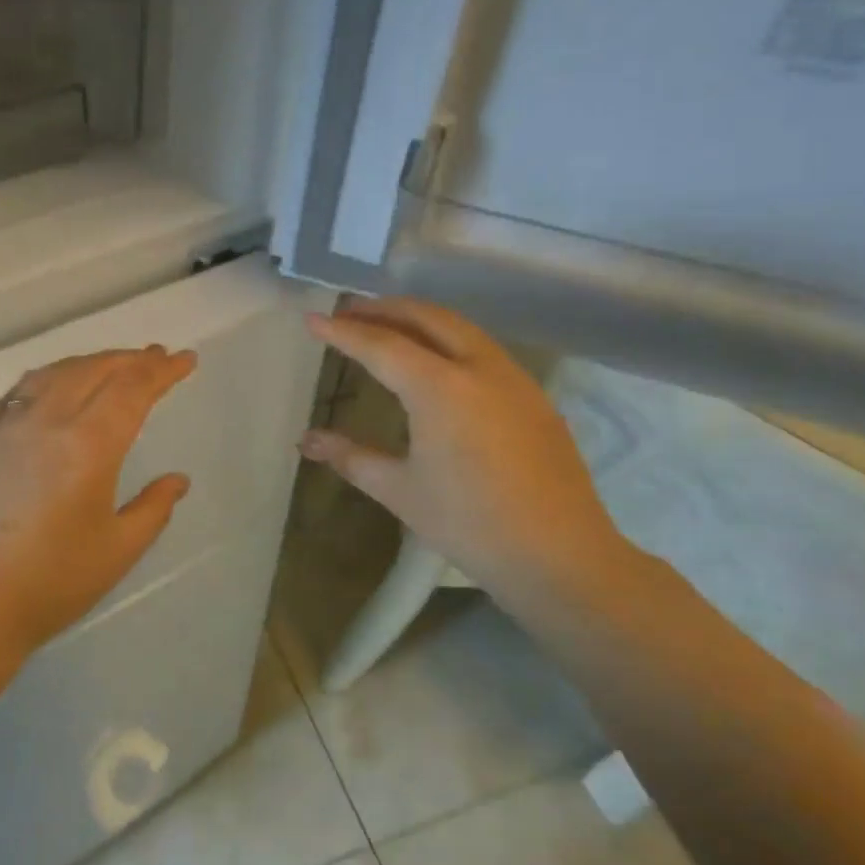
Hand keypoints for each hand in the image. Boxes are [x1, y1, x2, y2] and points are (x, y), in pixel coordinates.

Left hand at [0, 346, 197, 652]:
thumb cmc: (54, 582)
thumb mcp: (119, 549)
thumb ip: (154, 507)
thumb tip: (178, 480)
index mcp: (89, 446)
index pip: (133, 389)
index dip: (163, 371)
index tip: (185, 360)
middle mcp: (49, 422)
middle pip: (96, 370)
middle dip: (132, 359)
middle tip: (158, 356)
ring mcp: (10, 427)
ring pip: (57, 372)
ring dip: (92, 361)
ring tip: (115, 364)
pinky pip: (21, 390)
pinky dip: (50, 375)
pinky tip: (57, 382)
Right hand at [300, 297, 637, 616]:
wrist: (559, 556)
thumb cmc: (468, 523)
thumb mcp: (399, 490)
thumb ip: (350, 457)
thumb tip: (306, 441)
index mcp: (440, 388)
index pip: (381, 346)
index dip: (343, 332)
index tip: (312, 320)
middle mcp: (479, 368)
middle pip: (426, 317)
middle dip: (384, 309)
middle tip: (348, 312)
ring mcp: (513, 378)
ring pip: (460, 327)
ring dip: (419, 319)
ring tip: (387, 328)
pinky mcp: (533, 396)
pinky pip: (483, 348)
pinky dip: (448, 339)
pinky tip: (436, 363)